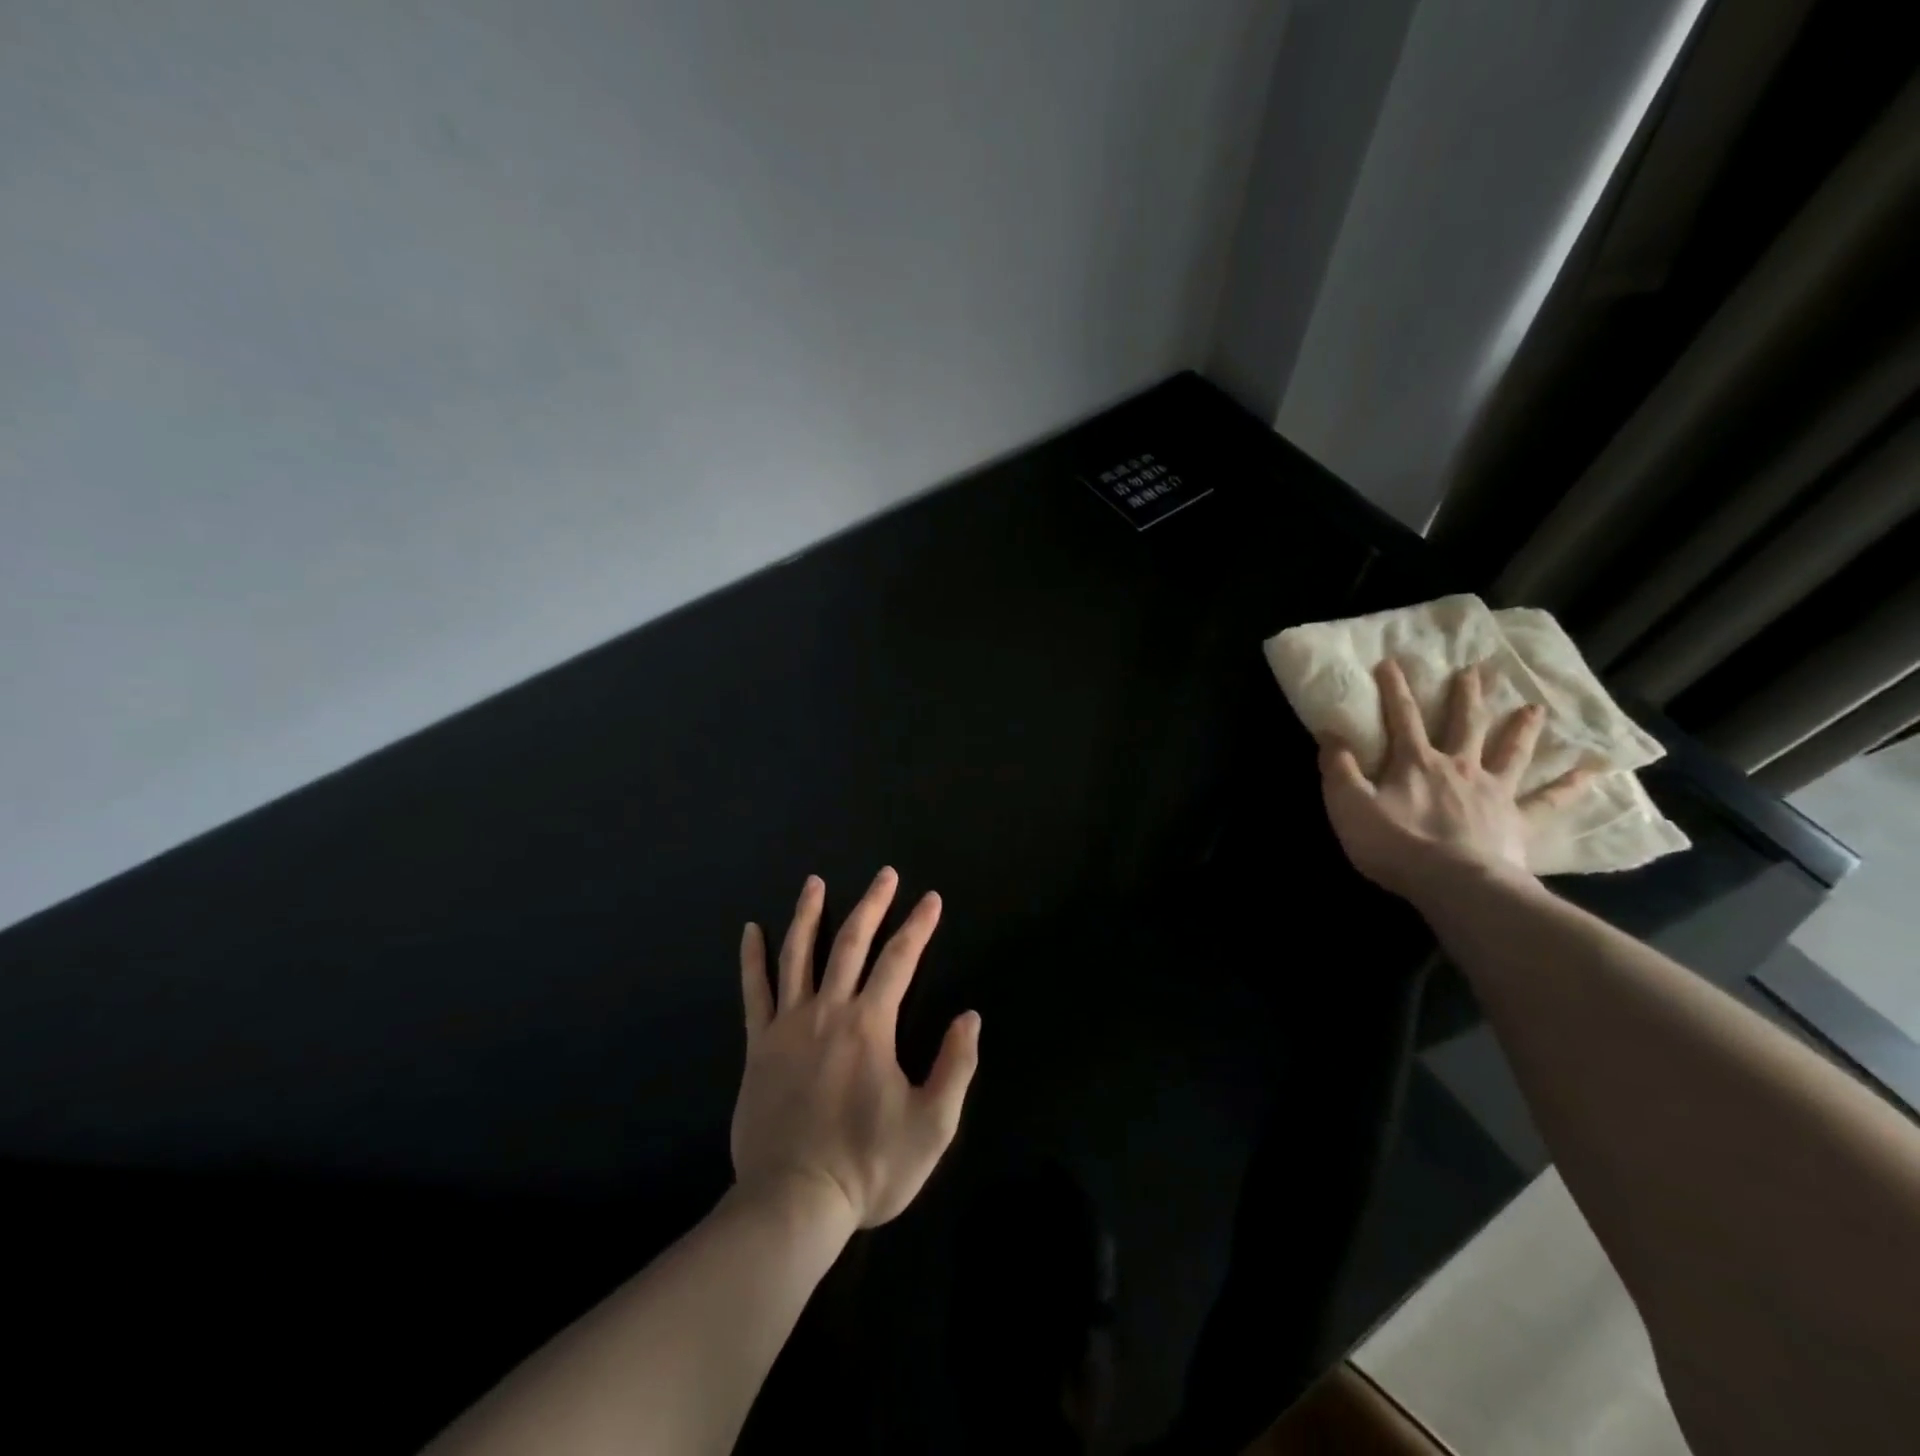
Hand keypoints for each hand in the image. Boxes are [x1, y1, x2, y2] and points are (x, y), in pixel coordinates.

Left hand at [732, 868, 980, 1229]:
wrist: (793, 1202)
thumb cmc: (868, 1166)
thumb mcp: (932, 1126)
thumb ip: (956, 1066)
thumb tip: (970, 1017)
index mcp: (870, 1025)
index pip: (900, 959)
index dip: (919, 926)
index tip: (931, 899)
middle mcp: (829, 1011)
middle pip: (851, 943)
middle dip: (872, 904)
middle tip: (885, 874)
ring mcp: (789, 1025)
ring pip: (798, 955)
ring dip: (809, 914)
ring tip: (814, 882)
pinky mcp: (759, 1045)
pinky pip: (754, 992)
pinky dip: (752, 958)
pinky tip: (750, 931)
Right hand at [1319, 660, 1588, 901]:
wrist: (1455, 885)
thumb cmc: (1396, 844)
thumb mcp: (1349, 805)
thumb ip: (1338, 768)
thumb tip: (1330, 734)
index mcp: (1416, 763)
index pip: (1403, 718)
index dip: (1395, 689)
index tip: (1392, 661)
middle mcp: (1459, 767)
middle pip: (1464, 724)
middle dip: (1466, 696)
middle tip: (1476, 669)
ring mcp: (1493, 792)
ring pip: (1510, 752)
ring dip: (1521, 728)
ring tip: (1535, 707)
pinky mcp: (1517, 821)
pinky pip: (1548, 800)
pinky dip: (1570, 784)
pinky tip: (1592, 770)